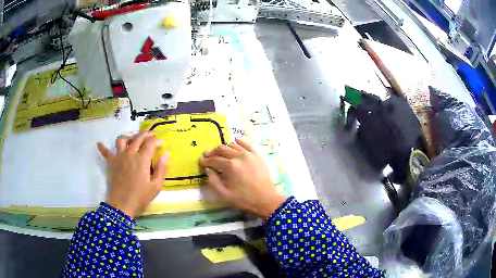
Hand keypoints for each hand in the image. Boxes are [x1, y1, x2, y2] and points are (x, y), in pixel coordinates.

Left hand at [97, 132, 168, 217]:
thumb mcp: (156, 186)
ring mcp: (119, 157)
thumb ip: (161, 169)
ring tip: (132, 139)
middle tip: (150, 135)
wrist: (122, 205)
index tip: (160, 142)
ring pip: (122, 139)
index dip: (156, 140)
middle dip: (145, 134)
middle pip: (137, 138)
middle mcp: (130, 153)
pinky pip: (105, 152)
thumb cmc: (140, 197)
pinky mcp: (111, 163)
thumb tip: (166, 154)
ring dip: (128, 136)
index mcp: (142, 159)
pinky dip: (102, 147)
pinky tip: (99, 143)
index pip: (150, 143)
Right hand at [199, 139, 286, 219]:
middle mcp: (239, 156)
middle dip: (212, 152)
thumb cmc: (244, 199)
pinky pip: (246, 144)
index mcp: (230, 166)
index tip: (201, 162)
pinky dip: (238, 142)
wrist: (266, 200)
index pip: (213, 160)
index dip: (205, 161)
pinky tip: (234, 142)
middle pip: (222, 149)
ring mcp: (249, 154)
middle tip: (208, 156)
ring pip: (232, 145)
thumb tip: (208, 170)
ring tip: (220, 154)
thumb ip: (213, 182)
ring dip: (224, 148)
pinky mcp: (257, 155)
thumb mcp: (224, 195)